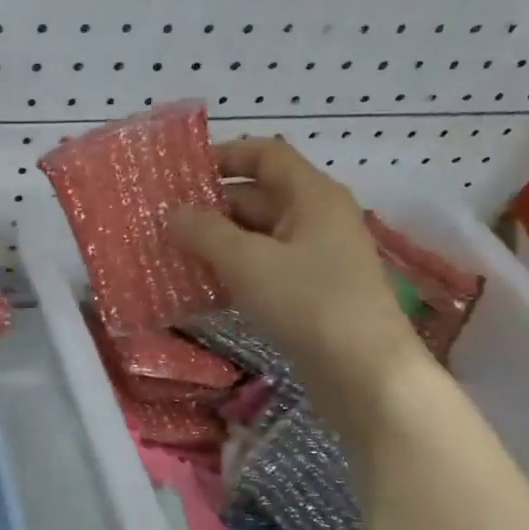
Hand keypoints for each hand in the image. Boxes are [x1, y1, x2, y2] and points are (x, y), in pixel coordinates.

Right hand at [166, 138, 429, 414]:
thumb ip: (205, 232)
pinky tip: (201, 289)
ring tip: (172, 254)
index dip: (224, 156)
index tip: (180, 173)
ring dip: (218, 243)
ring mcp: (317, 258)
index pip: (265, 155)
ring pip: (258, 237)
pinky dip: (234, 272)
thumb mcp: (248, 263)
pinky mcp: (311, 294)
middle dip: (211, 207)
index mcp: (312, 196)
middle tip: (163, 222)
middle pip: (258, 196)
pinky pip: (265, 269)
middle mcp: (317, 218)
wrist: (366, 374)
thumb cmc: (309, 303)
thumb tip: (171, 212)